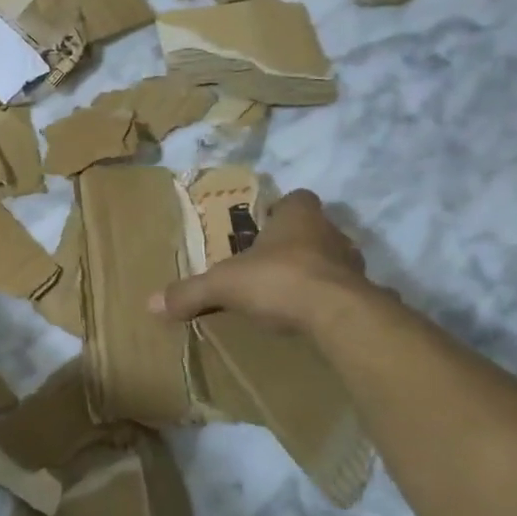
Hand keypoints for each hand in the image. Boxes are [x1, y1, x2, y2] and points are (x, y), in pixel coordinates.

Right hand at [152, 189, 370, 334]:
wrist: (339, 315)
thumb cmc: (279, 280)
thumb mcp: (224, 285)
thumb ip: (190, 292)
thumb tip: (151, 303)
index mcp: (298, 216)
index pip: (296, 198)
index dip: (281, 210)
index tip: (264, 228)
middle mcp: (331, 232)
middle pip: (315, 229)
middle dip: (295, 242)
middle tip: (270, 262)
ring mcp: (353, 263)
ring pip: (333, 259)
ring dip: (316, 270)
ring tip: (290, 292)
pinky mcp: (365, 293)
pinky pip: (347, 291)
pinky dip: (332, 300)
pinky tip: (314, 316)